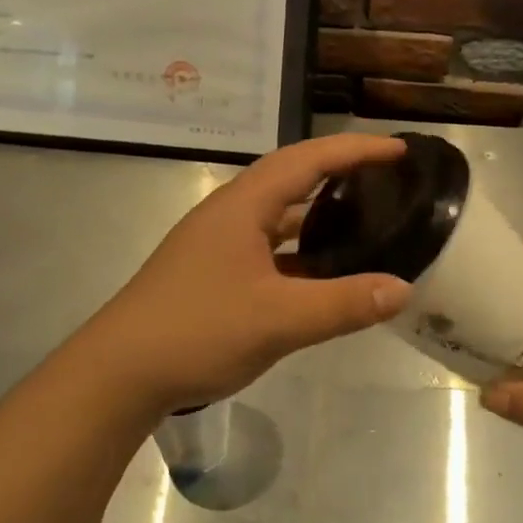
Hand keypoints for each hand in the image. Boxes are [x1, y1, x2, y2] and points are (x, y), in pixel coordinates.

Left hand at [76, 133, 413, 418]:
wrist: (119, 373)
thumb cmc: (197, 331)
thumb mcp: (278, 319)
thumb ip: (343, 304)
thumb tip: (403, 289)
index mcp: (243, 206)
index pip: (307, 160)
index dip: (355, 150)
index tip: (398, 150)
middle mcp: (229, 214)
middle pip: (291, 177)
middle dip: (338, 171)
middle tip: (385, 178)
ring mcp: (217, 244)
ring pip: (277, 215)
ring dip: (317, 212)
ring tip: (362, 218)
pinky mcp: (212, 272)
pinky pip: (267, 247)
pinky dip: (299, 250)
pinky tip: (321, 273)